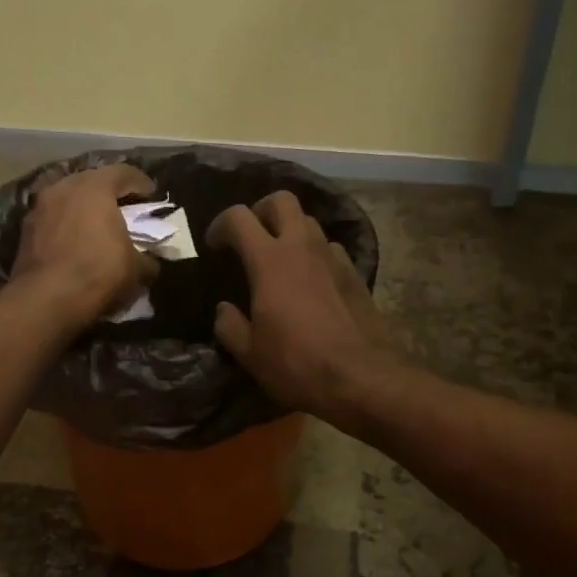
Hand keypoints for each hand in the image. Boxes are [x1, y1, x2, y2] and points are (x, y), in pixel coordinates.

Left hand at [12, 163, 157, 329]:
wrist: (45, 299)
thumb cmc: (98, 272)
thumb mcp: (137, 269)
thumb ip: (148, 258)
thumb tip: (151, 261)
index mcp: (95, 187)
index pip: (123, 173)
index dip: (141, 183)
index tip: (152, 194)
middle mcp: (64, 187)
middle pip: (93, 181)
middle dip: (110, 192)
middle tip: (125, 207)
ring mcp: (40, 206)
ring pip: (69, 199)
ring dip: (85, 208)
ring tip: (98, 225)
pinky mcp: (25, 229)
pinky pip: (54, 218)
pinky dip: (68, 224)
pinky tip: (76, 241)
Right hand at [207, 192, 403, 420]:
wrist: (361, 377)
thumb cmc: (297, 364)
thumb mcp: (250, 354)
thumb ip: (230, 326)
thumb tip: (224, 310)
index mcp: (270, 260)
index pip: (239, 217)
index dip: (220, 224)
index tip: (214, 245)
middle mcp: (302, 247)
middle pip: (281, 200)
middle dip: (261, 210)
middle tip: (251, 237)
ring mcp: (333, 257)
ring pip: (309, 222)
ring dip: (290, 232)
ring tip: (281, 260)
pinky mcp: (355, 273)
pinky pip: (330, 249)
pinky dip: (315, 255)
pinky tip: (311, 282)